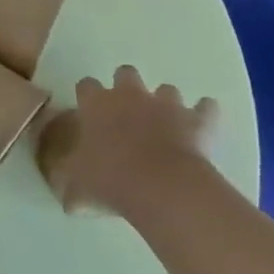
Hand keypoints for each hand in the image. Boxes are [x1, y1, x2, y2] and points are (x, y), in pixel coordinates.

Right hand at [39, 65, 218, 215]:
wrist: (162, 187)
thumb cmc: (111, 180)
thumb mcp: (79, 187)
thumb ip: (71, 185)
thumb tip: (68, 199)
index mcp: (96, 104)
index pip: (85, 85)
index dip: (87, 97)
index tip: (89, 113)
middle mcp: (129, 95)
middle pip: (126, 73)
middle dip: (127, 87)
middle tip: (127, 114)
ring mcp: (166, 104)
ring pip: (166, 89)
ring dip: (165, 103)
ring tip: (165, 125)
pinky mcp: (197, 120)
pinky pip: (206, 108)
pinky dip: (204, 114)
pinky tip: (202, 127)